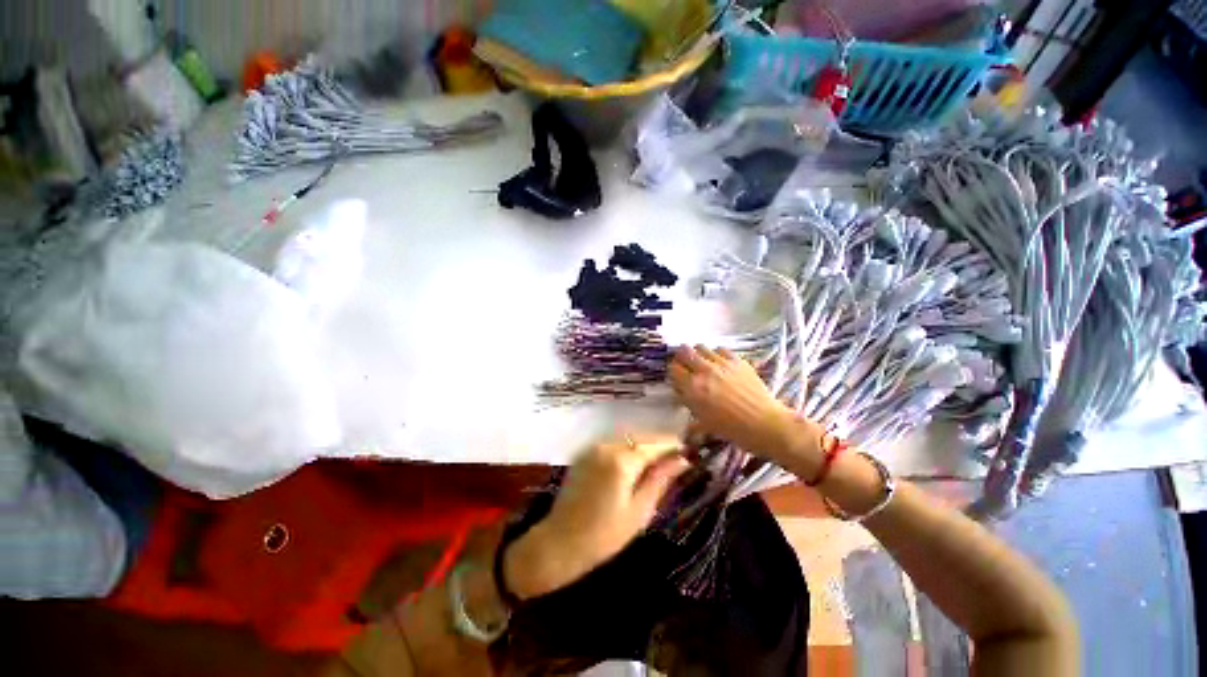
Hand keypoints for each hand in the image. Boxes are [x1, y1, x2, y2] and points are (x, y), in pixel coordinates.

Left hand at [504, 434, 688, 599]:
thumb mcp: (639, 511)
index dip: (672, 446)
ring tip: (657, 465)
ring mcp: (594, 448)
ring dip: (642, 448)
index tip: (687, 452)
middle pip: (640, 439)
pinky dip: (627, 451)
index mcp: (622, 461)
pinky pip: (613, 445)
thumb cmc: (604, 534)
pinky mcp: (585, 454)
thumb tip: (683, 460)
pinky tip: (633, 466)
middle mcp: (607, 446)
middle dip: (658, 446)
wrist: (560, 542)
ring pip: (627, 441)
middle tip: (675, 461)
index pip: (654, 445)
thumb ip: (660, 480)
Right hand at [668, 345, 796, 460]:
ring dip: (698, 354)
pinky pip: (720, 349)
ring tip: (703, 363)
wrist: (764, 424)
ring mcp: (721, 363)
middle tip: (686, 365)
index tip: (678, 377)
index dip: (674, 372)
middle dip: (682, 357)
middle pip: (684, 351)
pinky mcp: (737, 360)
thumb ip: (689, 405)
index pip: (673, 368)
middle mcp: (704, 371)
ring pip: (701, 347)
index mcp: (692, 388)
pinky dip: (716, 354)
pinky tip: (720, 364)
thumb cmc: (731, 429)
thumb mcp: (703, 422)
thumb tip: (683, 393)